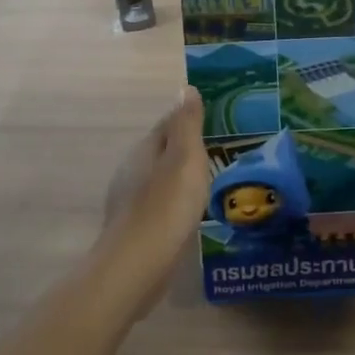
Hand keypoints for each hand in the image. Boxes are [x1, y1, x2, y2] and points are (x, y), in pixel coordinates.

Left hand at [94, 88, 210, 318]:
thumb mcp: (185, 157)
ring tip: (212, 180)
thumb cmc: (166, 205)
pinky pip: (161, 204)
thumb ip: (186, 124)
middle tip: (222, 150)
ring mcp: (131, 201)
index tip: (218, 118)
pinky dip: (177, 202)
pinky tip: (192, 212)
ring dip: (182, 176)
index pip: (168, 124)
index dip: (190, 118)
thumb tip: (185, 88)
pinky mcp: (137, 229)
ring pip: (161, 179)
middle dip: (187, 149)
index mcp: (144, 150)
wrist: (138, 265)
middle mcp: (133, 171)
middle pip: (163, 151)